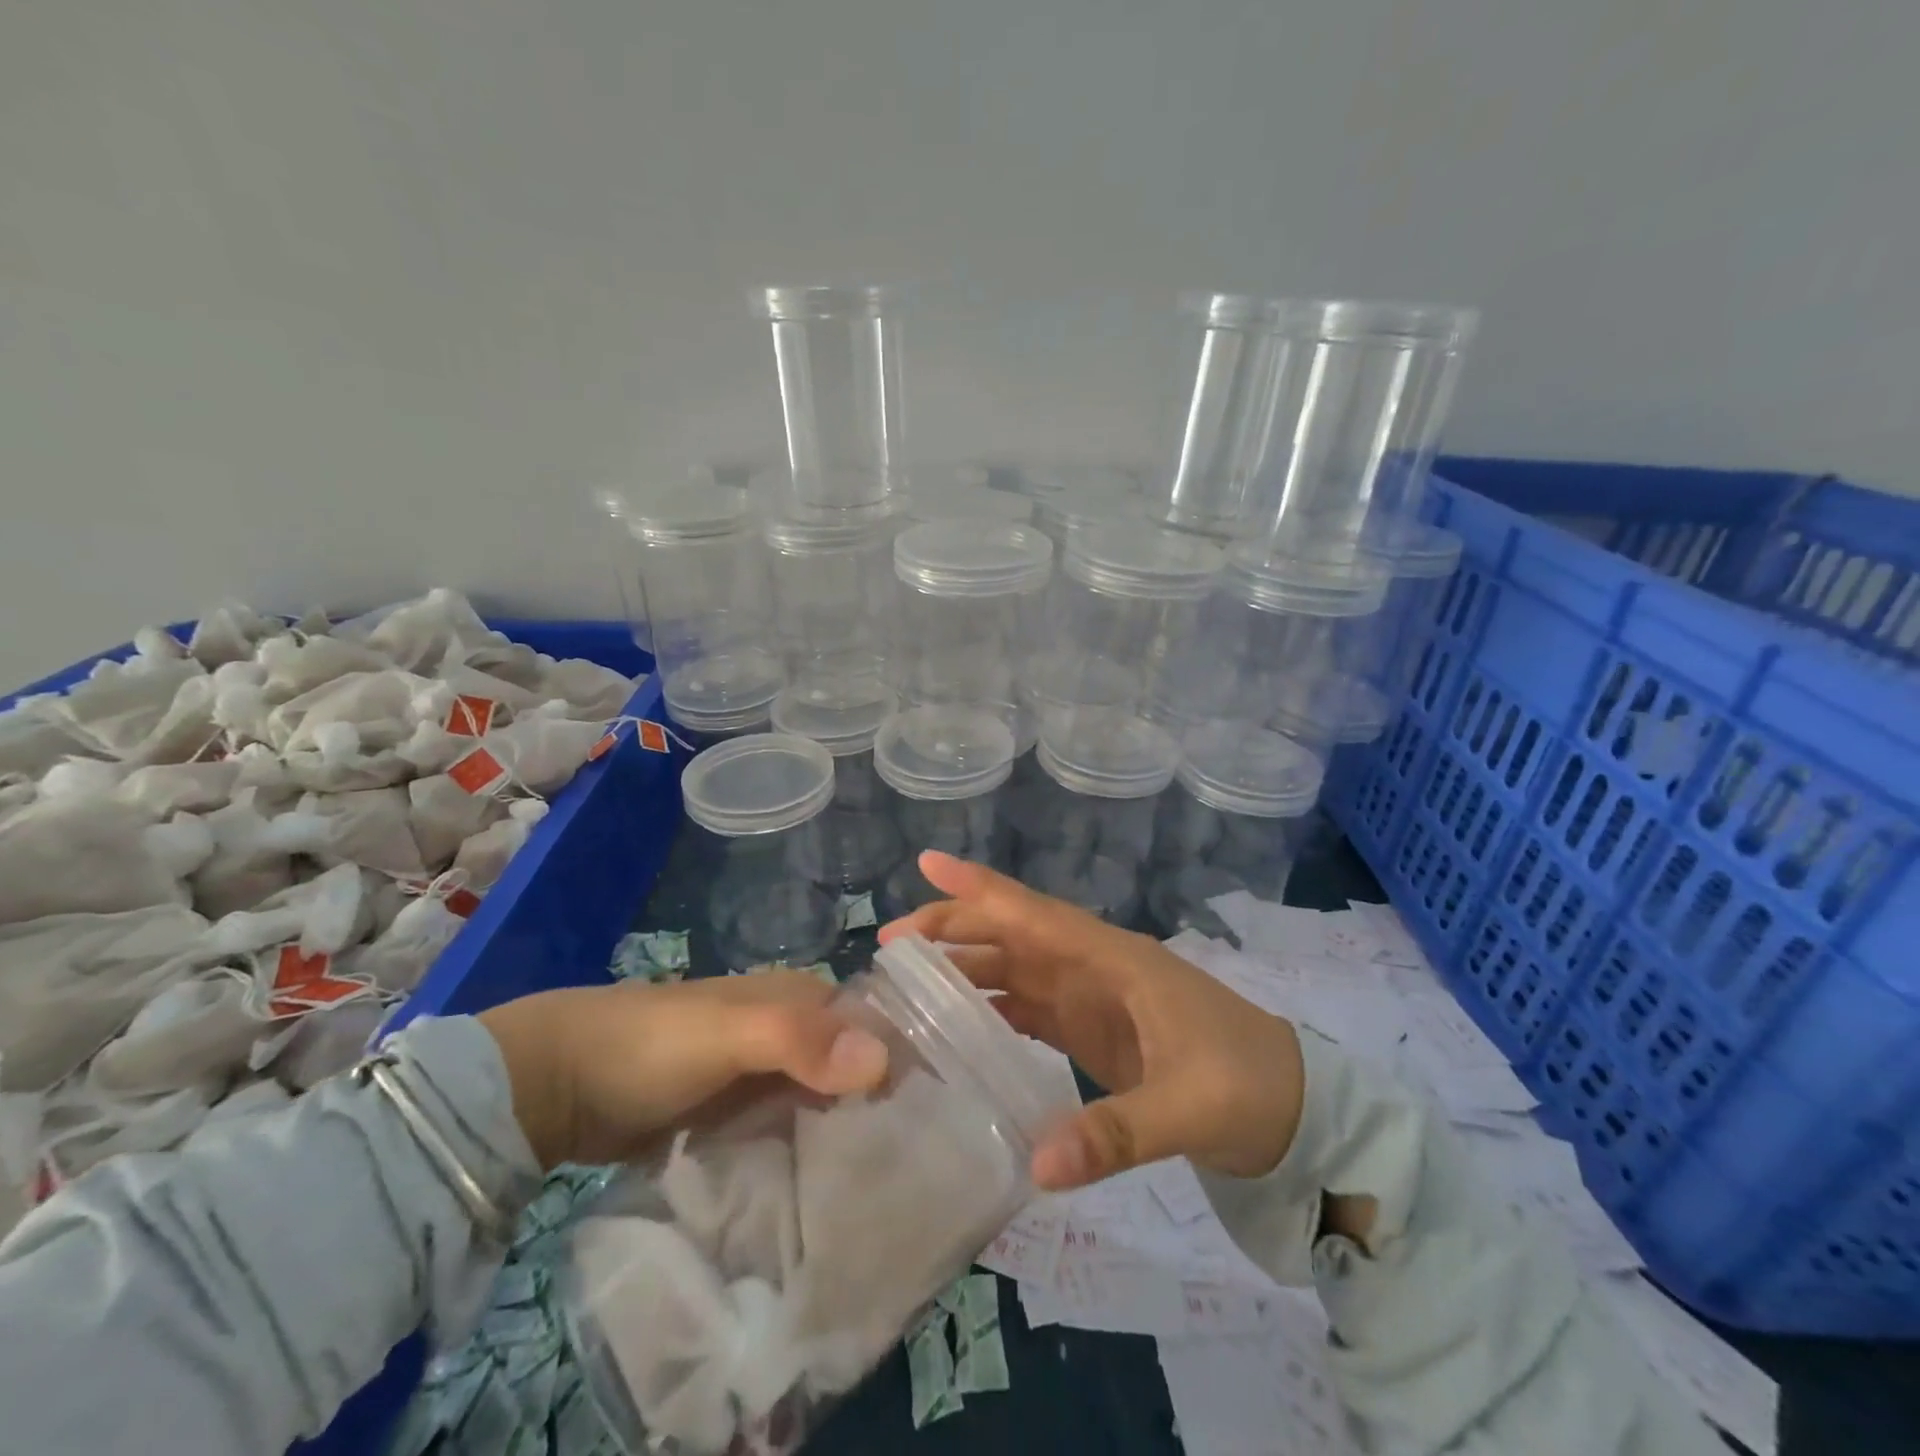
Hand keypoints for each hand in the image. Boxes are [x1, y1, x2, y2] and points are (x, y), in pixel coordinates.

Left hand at [478, 972, 890, 1168]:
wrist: (557, 1083)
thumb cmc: (651, 1043)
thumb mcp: (727, 1033)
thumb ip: (799, 1039)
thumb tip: (882, 1060)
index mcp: (802, 997)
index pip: (875, 1023)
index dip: (907, 1059)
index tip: (941, 1114)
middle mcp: (793, 1031)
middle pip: (853, 1068)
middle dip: (881, 1107)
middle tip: (915, 1165)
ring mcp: (763, 1076)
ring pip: (824, 1103)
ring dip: (847, 1136)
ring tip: (884, 1190)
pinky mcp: (738, 1116)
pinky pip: (790, 1132)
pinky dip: (809, 1154)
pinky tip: (830, 1194)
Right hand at [879, 851, 1307, 1192]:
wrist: (1295, 1112)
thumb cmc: (1248, 1085)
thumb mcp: (1190, 1106)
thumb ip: (1117, 1133)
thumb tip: (1037, 1163)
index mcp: (1113, 959)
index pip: (1035, 912)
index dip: (981, 887)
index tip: (928, 863)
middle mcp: (1093, 967)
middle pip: (1012, 935)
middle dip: (954, 929)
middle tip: (891, 945)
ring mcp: (1090, 999)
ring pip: (1014, 968)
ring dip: (965, 967)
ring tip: (907, 982)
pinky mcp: (1091, 1032)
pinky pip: (1028, 1008)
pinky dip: (991, 1008)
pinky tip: (956, 1026)